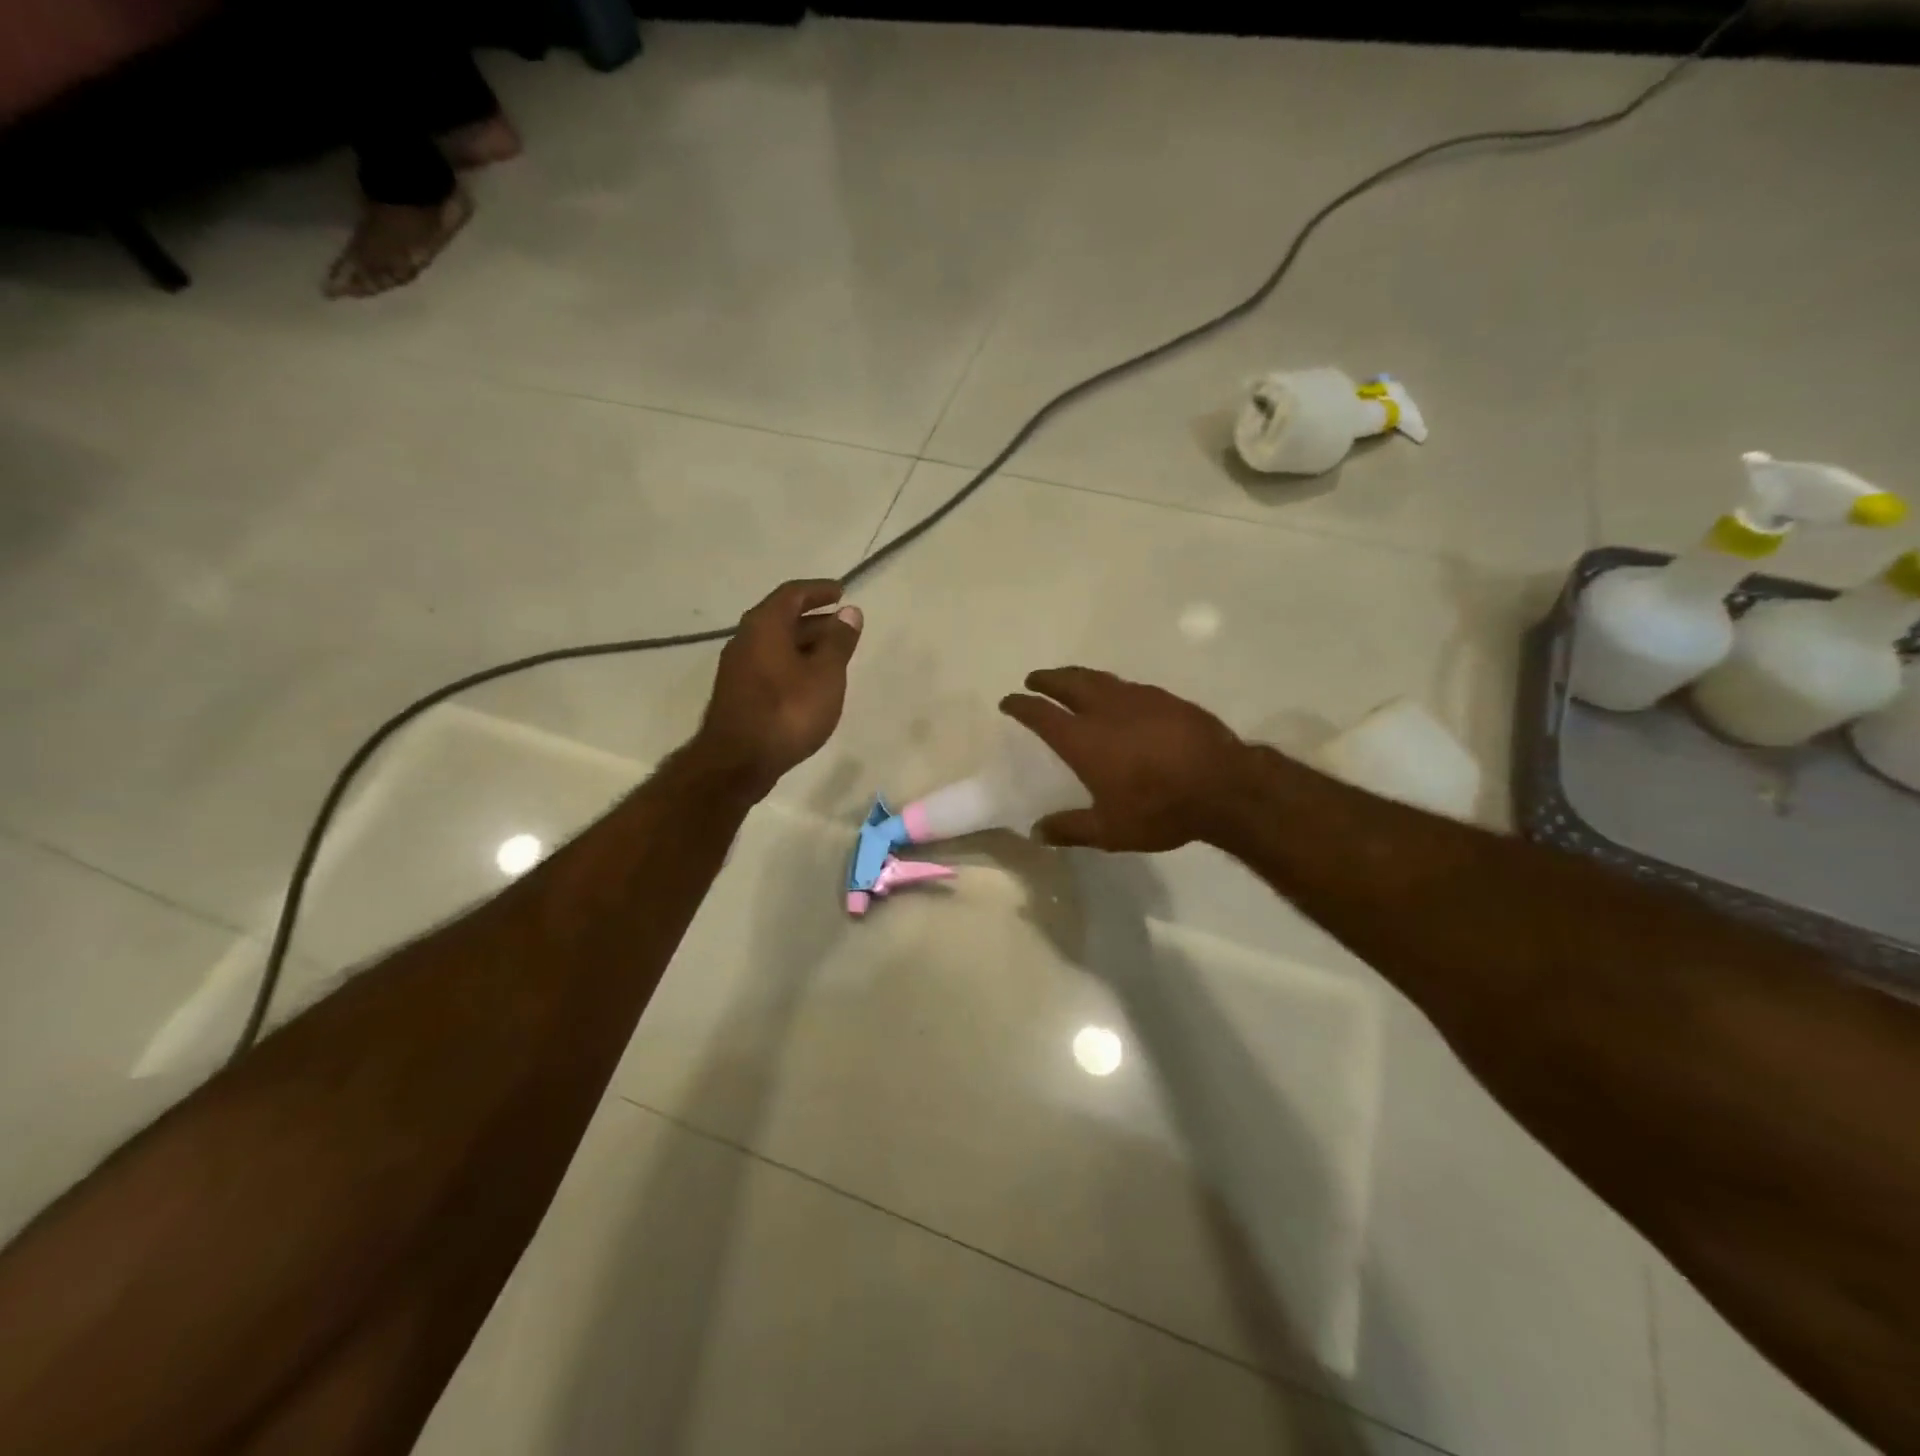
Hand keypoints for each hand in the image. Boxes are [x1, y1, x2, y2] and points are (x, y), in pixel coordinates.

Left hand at [693, 579, 862, 797]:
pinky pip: (769, 665)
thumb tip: (849, 612)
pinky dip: (792, 664)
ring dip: (804, 644)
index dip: (819, 591)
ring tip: (832, 657)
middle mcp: (745, 639)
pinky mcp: (737, 693)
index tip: (841, 592)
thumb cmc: (788, 711)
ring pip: (776, 644)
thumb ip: (839, 641)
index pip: (793, 594)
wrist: (737, 762)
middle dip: (815, 619)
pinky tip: (809, 683)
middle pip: (782, 618)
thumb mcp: (826, 674)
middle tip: (843, 627)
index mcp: (765, 625)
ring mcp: (737, 668)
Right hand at [999, 668, 1249, 851]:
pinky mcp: (1166, 699)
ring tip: (1069, 679)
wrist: (1224, 786)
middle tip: (1035, 678)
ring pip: (1098, 678)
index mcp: (1084, 740)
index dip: (1021, 705)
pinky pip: (1127, 685)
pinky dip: (1110, 685)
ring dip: (1077, 676)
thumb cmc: (1160, 809)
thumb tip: (1036, 831)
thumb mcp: (1110, 830)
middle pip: (1068, 683)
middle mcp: (1105, 710)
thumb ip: (1070, 828)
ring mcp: (1138, 699)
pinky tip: (1117, 695)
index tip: (1009, 700)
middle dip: (1047, 679)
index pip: (1041, 714)